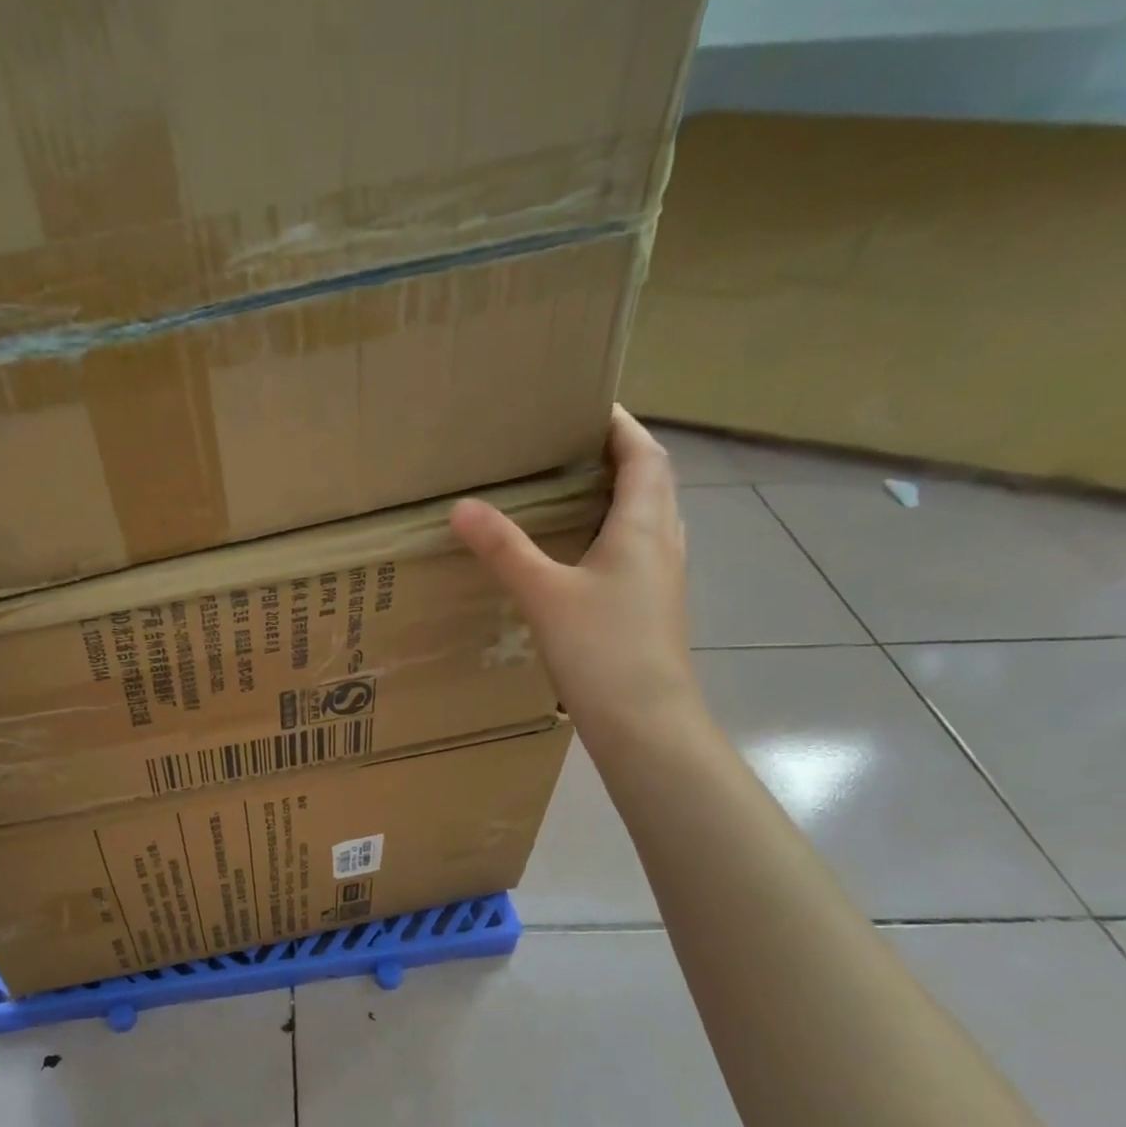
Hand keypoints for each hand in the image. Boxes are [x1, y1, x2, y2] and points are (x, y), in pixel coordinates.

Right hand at [451, 406, 700, 747]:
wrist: (647, 723)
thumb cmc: (603, 650)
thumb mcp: (544, 594)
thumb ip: (504, 549)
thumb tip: (462, 506)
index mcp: (645, 526)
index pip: (643, 455)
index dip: (621, 424)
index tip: (587, 403)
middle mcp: (663, 543)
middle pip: (651, 481)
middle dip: (617, 454)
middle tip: (568, 445)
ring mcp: (661, 579)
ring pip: (647, 518)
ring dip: (618, 494)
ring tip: (571, 490)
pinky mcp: (651, 608)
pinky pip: (637, 551)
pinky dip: (612, 534)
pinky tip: (578, 554)